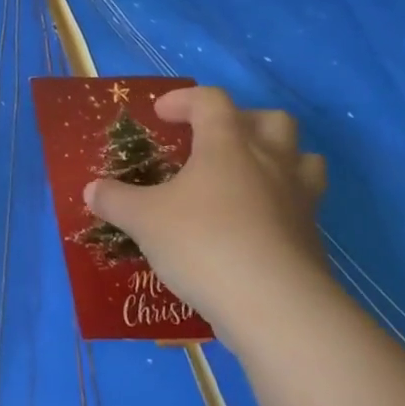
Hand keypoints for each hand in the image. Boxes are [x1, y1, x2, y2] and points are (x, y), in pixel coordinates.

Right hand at [83, 87, 332, 348]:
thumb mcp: (143, 220)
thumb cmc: (202, 243)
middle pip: (271, 120)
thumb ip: (116, 200)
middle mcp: (269, 162)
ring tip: (249, 176)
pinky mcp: (312, 237)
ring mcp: (298, 199)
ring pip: (303, 158)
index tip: (161, 115)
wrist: (274, 305)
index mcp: (227, 145)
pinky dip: (281, 205)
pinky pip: (303, 204)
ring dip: (278, 157)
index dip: (184, 100)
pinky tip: (254, 227)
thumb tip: (92, 190)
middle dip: (242, 120)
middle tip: (214, 141)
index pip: (211, 101)